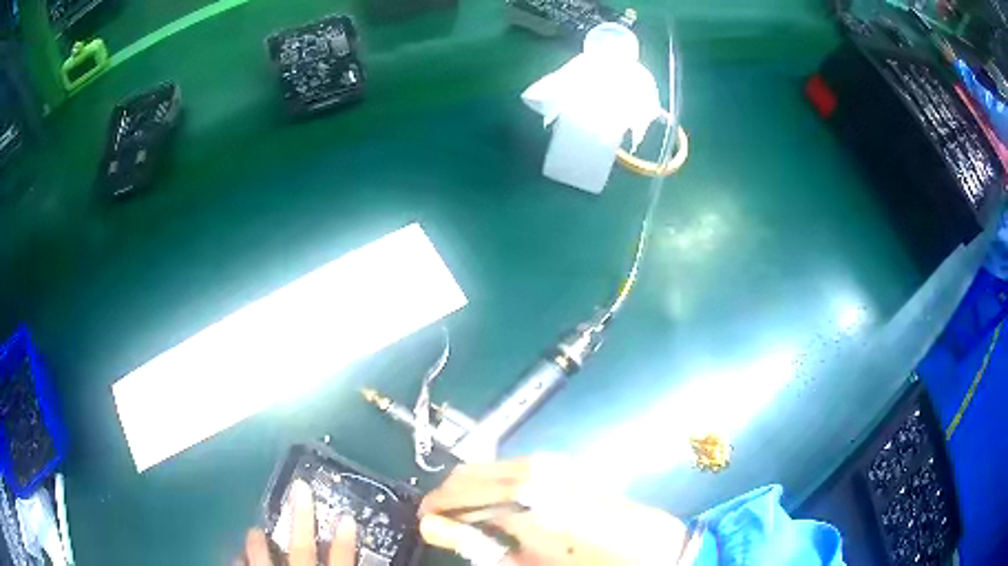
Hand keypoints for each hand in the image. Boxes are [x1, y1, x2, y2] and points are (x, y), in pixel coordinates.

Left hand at [243, 480, 357, 565]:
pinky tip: (238, 554)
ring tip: (256, 531)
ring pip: (264, 557)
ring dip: (259, 542)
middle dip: (302, 517)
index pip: (341, 560)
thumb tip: (365, 558)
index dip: (344, 540)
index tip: (347, 518)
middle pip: (302, 548)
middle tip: (300, 487)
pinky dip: (240, 559)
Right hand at [418, 456, 687, 564]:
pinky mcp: (563, 465)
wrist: (647, 548)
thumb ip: (476, 544)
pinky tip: (501, 510)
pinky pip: (512, 469)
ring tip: (471, 520)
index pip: (456, 491)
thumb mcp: (526, 563)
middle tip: (443, 524)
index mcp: (521, 497)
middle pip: (468, 473)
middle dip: (449, 497)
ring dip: (472, 492)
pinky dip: (495, 486)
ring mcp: (550, 463)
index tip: (424, 522)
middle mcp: (532, 469)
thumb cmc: (585, 564)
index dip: (433, 507)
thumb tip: (434, 527)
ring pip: (489, 469)